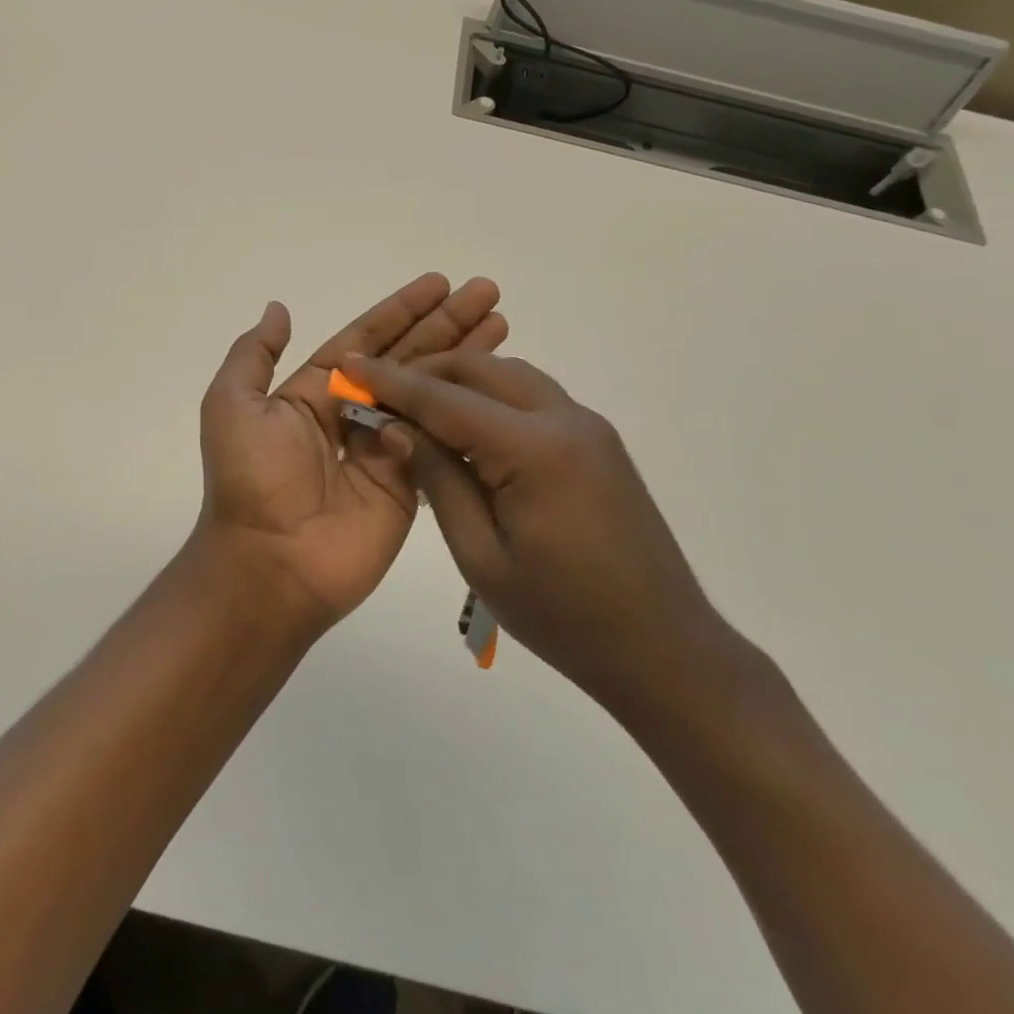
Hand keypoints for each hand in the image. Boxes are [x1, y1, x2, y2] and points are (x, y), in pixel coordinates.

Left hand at [193, 274, 506, 632]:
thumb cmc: (249, 477)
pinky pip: (440, 439)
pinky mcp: (410, 484)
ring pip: (431, 393)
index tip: (440, 283)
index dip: (402, 311)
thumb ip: (254, 355)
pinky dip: (467, 412)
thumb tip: (279, 309)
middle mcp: (354, 414)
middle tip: (487, 292)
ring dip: (465, 359)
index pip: (367, 339)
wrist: (270, 562)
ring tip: (503, 324)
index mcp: (316, 392)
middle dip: (446, 324)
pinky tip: (498, 384)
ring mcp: (386, 449)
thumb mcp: (232, 404)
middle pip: (408, 358)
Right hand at [346, 349, 725, 712]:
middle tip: (380, 392)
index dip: (391, 381)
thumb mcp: (481, 555)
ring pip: (510, 377)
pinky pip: (533, 398)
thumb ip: (439, 479)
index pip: (445, 398)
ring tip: (417, 408)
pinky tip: (468, 429)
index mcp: (534, 449)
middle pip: (481, 370)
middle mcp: (565, 420)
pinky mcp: (598, 442)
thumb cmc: (563, 616)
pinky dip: (492, 398)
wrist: (664, 649)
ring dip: (460, 381)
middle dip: (426, 372)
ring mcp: (589, 427)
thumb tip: (396, 427)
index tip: (349, 365)